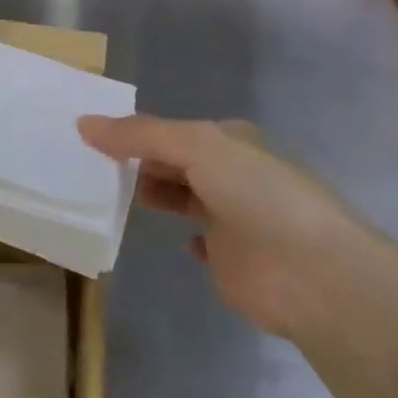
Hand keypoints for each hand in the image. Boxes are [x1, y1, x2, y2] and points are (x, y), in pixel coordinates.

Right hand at [78, 115, 355, 335]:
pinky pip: (198, 241)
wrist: (314, 275)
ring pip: (182, 197)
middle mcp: (230, 174)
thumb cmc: (257, 195)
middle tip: (87, 167)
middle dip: (137, 162)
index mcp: (228, 141)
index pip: (171, 130)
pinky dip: (181, 237)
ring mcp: (232, 218)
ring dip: (152, 194)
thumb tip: (83, 123)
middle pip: (174, 162)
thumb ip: (139, 135)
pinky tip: (162, 235)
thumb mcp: (196, 147)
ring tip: (106, 196)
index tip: (91, 136)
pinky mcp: (231, 260)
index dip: (133, 131)